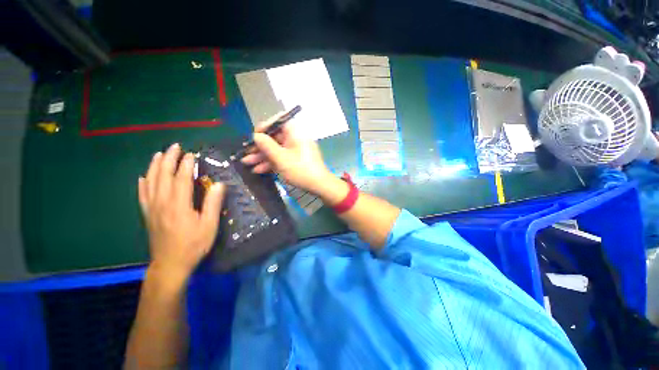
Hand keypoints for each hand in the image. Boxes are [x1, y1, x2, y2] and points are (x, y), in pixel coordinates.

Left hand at [138, 143, 224, 276]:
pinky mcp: (147, 215)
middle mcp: (162, 202)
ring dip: (154, 166)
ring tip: (158, 154)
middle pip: (163, 175)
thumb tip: (218, 184)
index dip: (186, 164)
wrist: (170, 264)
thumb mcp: (209, 225)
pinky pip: (142, 195)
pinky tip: (143, 177)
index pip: (181, 178)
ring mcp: (152, 208)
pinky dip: (142, 183)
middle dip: (168, 159)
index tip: (191, 154)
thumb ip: (213, 204)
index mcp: (179, 204)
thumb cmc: (193, 244)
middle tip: (175, 147)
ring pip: (150, 182)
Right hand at [241, 113, 333, 194]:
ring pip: (277, 149)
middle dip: (259, 146)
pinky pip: (283, 157)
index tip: (254, 136)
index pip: (278, 121)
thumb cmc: (300, 169)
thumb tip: (256, 136)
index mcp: (295, 132)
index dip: (264, 127)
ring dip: (262, 156)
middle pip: (275, 137)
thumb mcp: (280, 158)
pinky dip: (272, 162)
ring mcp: (297, 149)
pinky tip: (259, 170)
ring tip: (247, 164)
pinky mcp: (297, 159)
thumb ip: (266, 145)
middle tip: (246, 154)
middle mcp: (296, 138)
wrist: (319, 185)